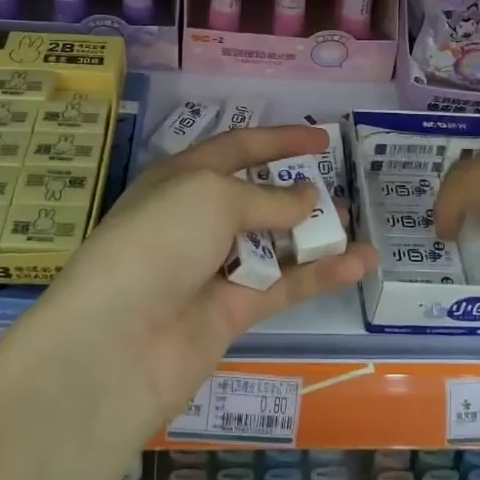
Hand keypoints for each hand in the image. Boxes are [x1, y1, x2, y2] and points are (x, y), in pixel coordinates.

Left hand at [35, 126, 376, 441]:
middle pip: (256, 198)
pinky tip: (360, 262)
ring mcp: (214, 268)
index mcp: (181, 179)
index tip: (321, 139)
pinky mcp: (232, 312)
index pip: (236, 148)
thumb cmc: (159, 241)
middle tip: (341, 188)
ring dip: (315, 234)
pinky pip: (284, 286)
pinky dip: (321, 274)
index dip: (278, 140)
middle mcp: (196, 221)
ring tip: (357, 225)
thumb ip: (267, 198)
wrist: (119, 341)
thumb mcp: (212, 197)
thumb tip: (307, 198)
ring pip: (274, 244)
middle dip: (297, 191)